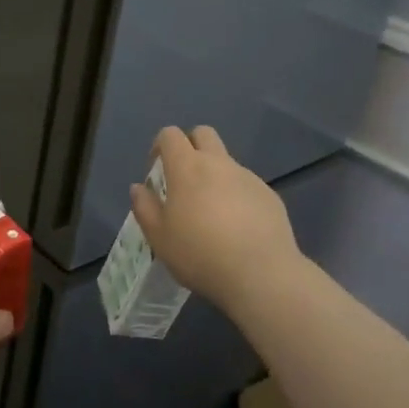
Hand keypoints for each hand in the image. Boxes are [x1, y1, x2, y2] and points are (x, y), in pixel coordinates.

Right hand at [130, 125, 302, 314]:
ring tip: (212, 214)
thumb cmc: (200, 254)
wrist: (261, 273)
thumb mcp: (159, 237)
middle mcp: (219, 163)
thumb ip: (145, 207)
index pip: (170, 135)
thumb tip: (139, 188)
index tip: (156, 170)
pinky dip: (237, 196)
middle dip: (190, 146)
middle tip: (183, 179)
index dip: (160, 146)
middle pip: (203, 133)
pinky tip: (237, 228)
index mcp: (187, 168)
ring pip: (226, 162)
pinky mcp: (269, 195)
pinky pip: (247, 185)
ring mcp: (248, 177)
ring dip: (215, 175)